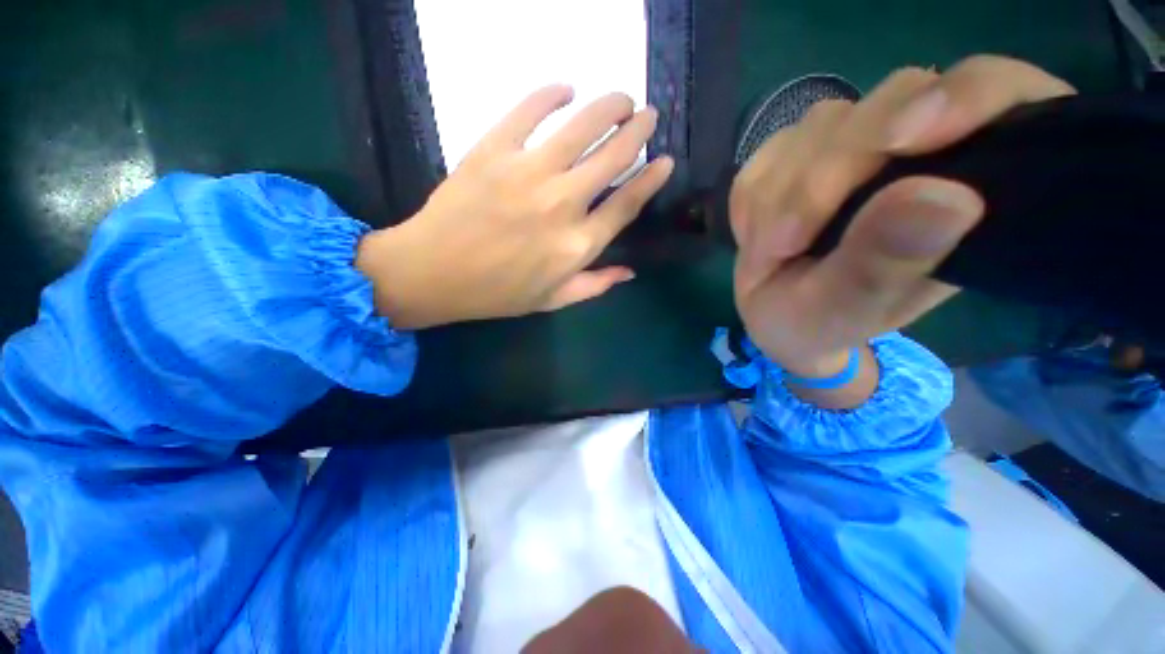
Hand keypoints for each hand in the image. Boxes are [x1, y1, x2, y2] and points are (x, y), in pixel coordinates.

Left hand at [357, 86, 673, 328]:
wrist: (434, 273)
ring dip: (609, 106)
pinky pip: (529, 110)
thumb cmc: (497, 293)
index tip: (663, 160)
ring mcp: (528, 173)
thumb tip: (630, 272)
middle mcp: (562, 205)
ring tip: (621, 99)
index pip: (626, 204)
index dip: (649, 179)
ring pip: (582, 127)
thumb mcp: (552, 300)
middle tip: (647, 115)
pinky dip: (551, 94)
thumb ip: (595, 285)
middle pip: (612, 157)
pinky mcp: (494, 150)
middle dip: (637, 131)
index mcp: (577, 246)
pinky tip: (566, 89)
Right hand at [731, 56, 1074, 382]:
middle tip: (785, 243)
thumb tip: (948, 198)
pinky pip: (769, 153)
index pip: (996, 94)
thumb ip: (883, 264)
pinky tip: (757, 234)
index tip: (906, 140)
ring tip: (769, 251)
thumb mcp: (845, 310)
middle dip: (827, 173)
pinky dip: (752, 198)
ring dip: (779, 194)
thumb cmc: (818, 322)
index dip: (964, 98)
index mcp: (970, 185)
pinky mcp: (798, 150)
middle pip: (893, 100)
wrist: (774, 315)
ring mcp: (854, 141)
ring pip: (820, 126)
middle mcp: (919, 147)